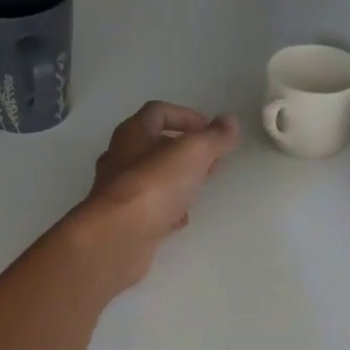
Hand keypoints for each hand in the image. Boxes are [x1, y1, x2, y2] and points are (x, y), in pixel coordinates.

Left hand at [71, 101, 240, 291]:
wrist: (118, 238)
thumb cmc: (154, 185)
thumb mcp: (193, 153)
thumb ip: (214, 137)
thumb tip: (230, 121)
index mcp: (133, 133)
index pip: (158, 112)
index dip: (186, 116)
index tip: (211, 132)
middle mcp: (120, 158)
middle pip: (154, 145)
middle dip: (185, 150)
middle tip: (212, 160)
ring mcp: (118, 192)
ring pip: (152, 178)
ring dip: (176, 179)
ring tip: (200, 186)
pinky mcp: (122, 221)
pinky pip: (148, 208)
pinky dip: (166, 209)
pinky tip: (181, 219)